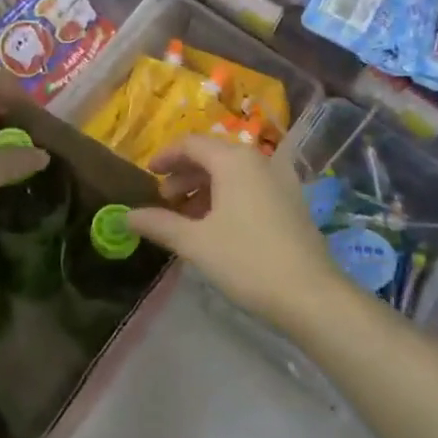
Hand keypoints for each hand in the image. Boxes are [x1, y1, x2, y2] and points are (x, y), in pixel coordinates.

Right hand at [127, 134, 342, 326]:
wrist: (310, 294)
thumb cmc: (246, 261)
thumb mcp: (195, 243)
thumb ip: (160, 224)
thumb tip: (127, 216)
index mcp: (235, 161)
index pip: (191, 144)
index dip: (166, 156)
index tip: (147, 173)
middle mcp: (259, 161)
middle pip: (213, 156)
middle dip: (185, 175)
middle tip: (164, 200)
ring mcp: (280, 181)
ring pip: (233, 173)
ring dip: (205, 189)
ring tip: (187, 218)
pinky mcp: (292, 202)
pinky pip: (251, 187)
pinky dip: (227, 197)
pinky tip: (217, 227)